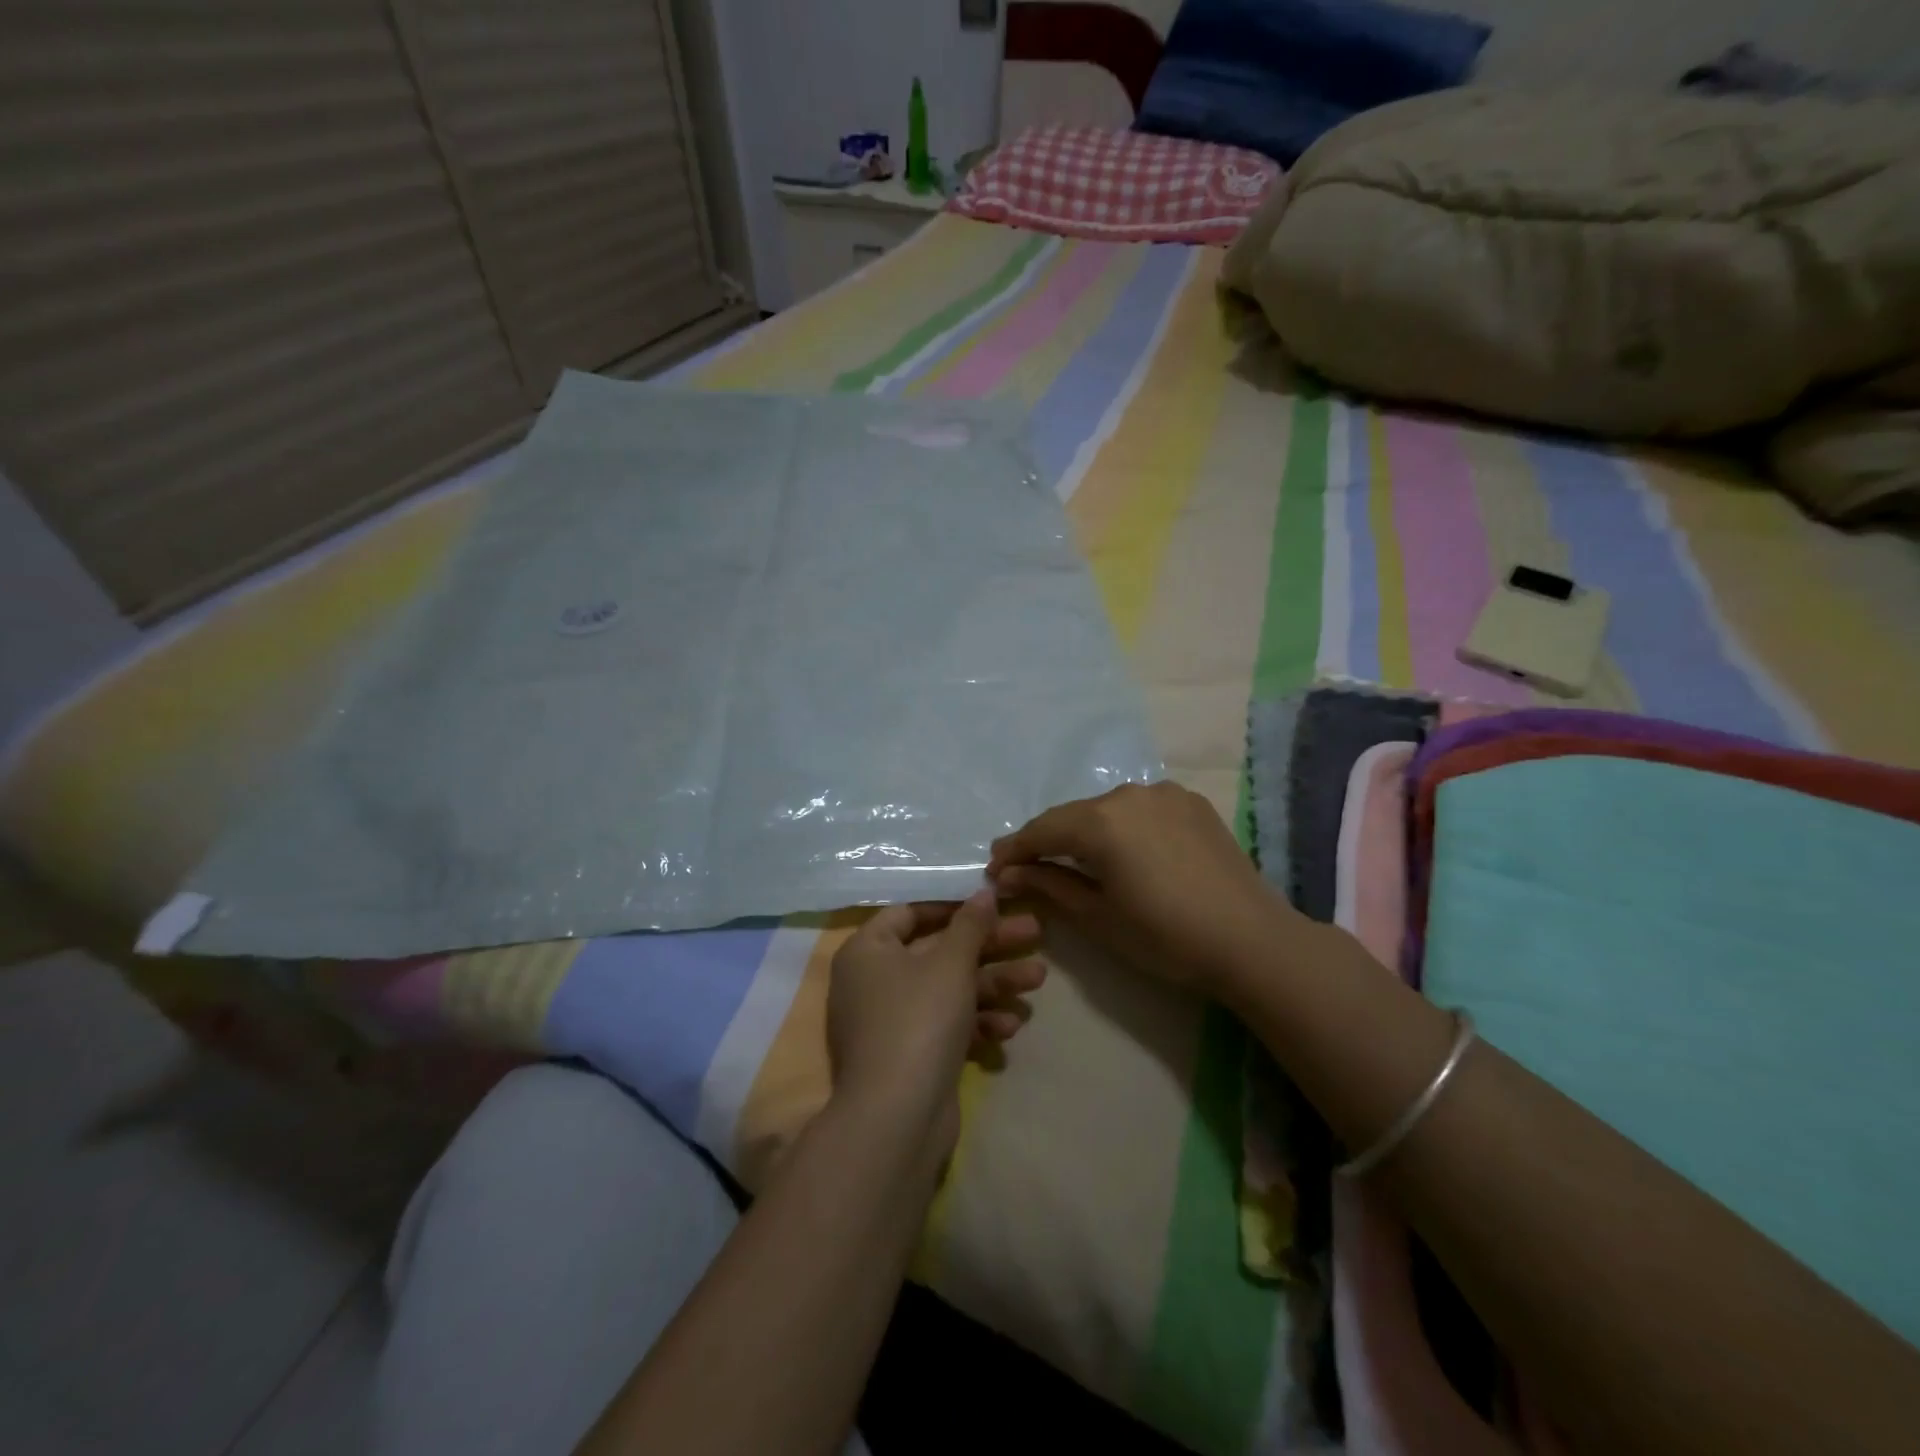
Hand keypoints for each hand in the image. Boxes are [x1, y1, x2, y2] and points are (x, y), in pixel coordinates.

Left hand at [826, 890, 1045, 1158]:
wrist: (897, 1119)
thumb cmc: (919, 1020)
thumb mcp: (950, 963)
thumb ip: (971, 924)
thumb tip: (984, 891)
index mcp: (868, 951)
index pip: (910, 912)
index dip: (952, 905)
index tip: (991, 902)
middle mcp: (875, 982)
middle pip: (939, 951)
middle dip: (989, 946)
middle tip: (1034, 933)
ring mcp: (893, 1022)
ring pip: (949, 990)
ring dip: (993, 983)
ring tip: (1038, 979)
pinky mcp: (912, 1056)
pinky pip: (947, 1026)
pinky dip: (977, 1022)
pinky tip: (1011, 1026)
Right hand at [986, 782, 1300, 995]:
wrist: (1251, 940)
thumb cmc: (1165, 936)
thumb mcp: (1098, 916)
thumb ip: (1049, 884)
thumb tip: (1008, 873)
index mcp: (1101, 821)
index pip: (1042, 830)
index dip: (1015, 849)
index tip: (994, 869)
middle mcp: (1129, 794)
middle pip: (1074, 815)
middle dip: (1048, 840)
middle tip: (1027, 867)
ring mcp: (1165, 794)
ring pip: (1109, 810)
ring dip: (1087, 832)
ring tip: (1077, 860)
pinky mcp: (1191, 803)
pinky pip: (1141, 809)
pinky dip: (1123, 827)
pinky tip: (1126, 852)